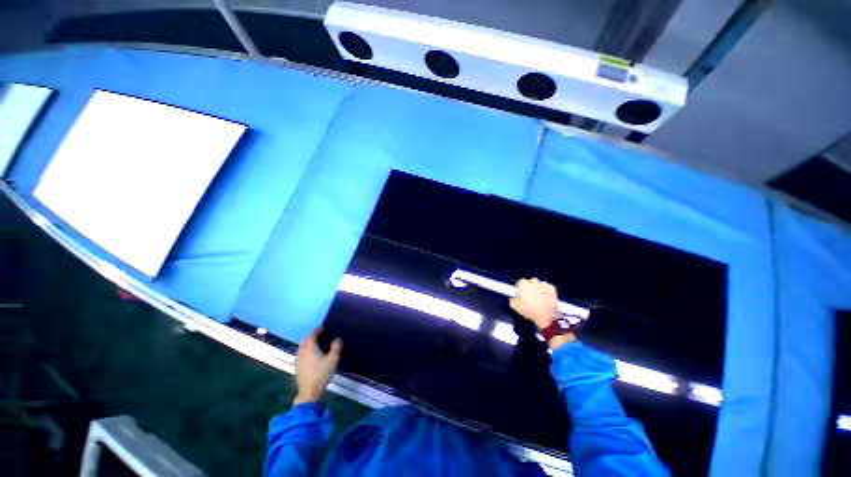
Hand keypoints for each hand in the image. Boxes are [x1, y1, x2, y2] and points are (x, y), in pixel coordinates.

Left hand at [293, 327, 341, 404]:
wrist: (309, 392)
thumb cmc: (322, 373)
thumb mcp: (333, 359)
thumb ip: (336, 347)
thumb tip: (337, 339)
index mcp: (310, 346)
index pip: (312, 334)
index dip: (318, 330)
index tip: (323, 327)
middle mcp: (302, 351)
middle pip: (306, 340)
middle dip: (312, 336)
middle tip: (321, 335)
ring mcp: (298, 359)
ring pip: (302, 347)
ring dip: (308, 344)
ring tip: (317, 344)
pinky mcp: (297, 367)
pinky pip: (301, 354)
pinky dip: (306, 351)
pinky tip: (311, 356)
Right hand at [510, 278, 559, 329]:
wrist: (545, 316)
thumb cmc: (529, 310)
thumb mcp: (514, 306)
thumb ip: (512, 298)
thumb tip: (514, 297)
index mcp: (523, 284)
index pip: (520, 282)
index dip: (520, 288)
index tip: (521, 294)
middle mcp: (533, 282)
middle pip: (530, 281)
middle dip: (530, 286)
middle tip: (530, 295)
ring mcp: (543, 284)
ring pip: (539, 283)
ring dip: (538, 287)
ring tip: (538, 296)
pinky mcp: (552, 288)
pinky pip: (548, 287)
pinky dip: (546, 290)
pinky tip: (545, 296)